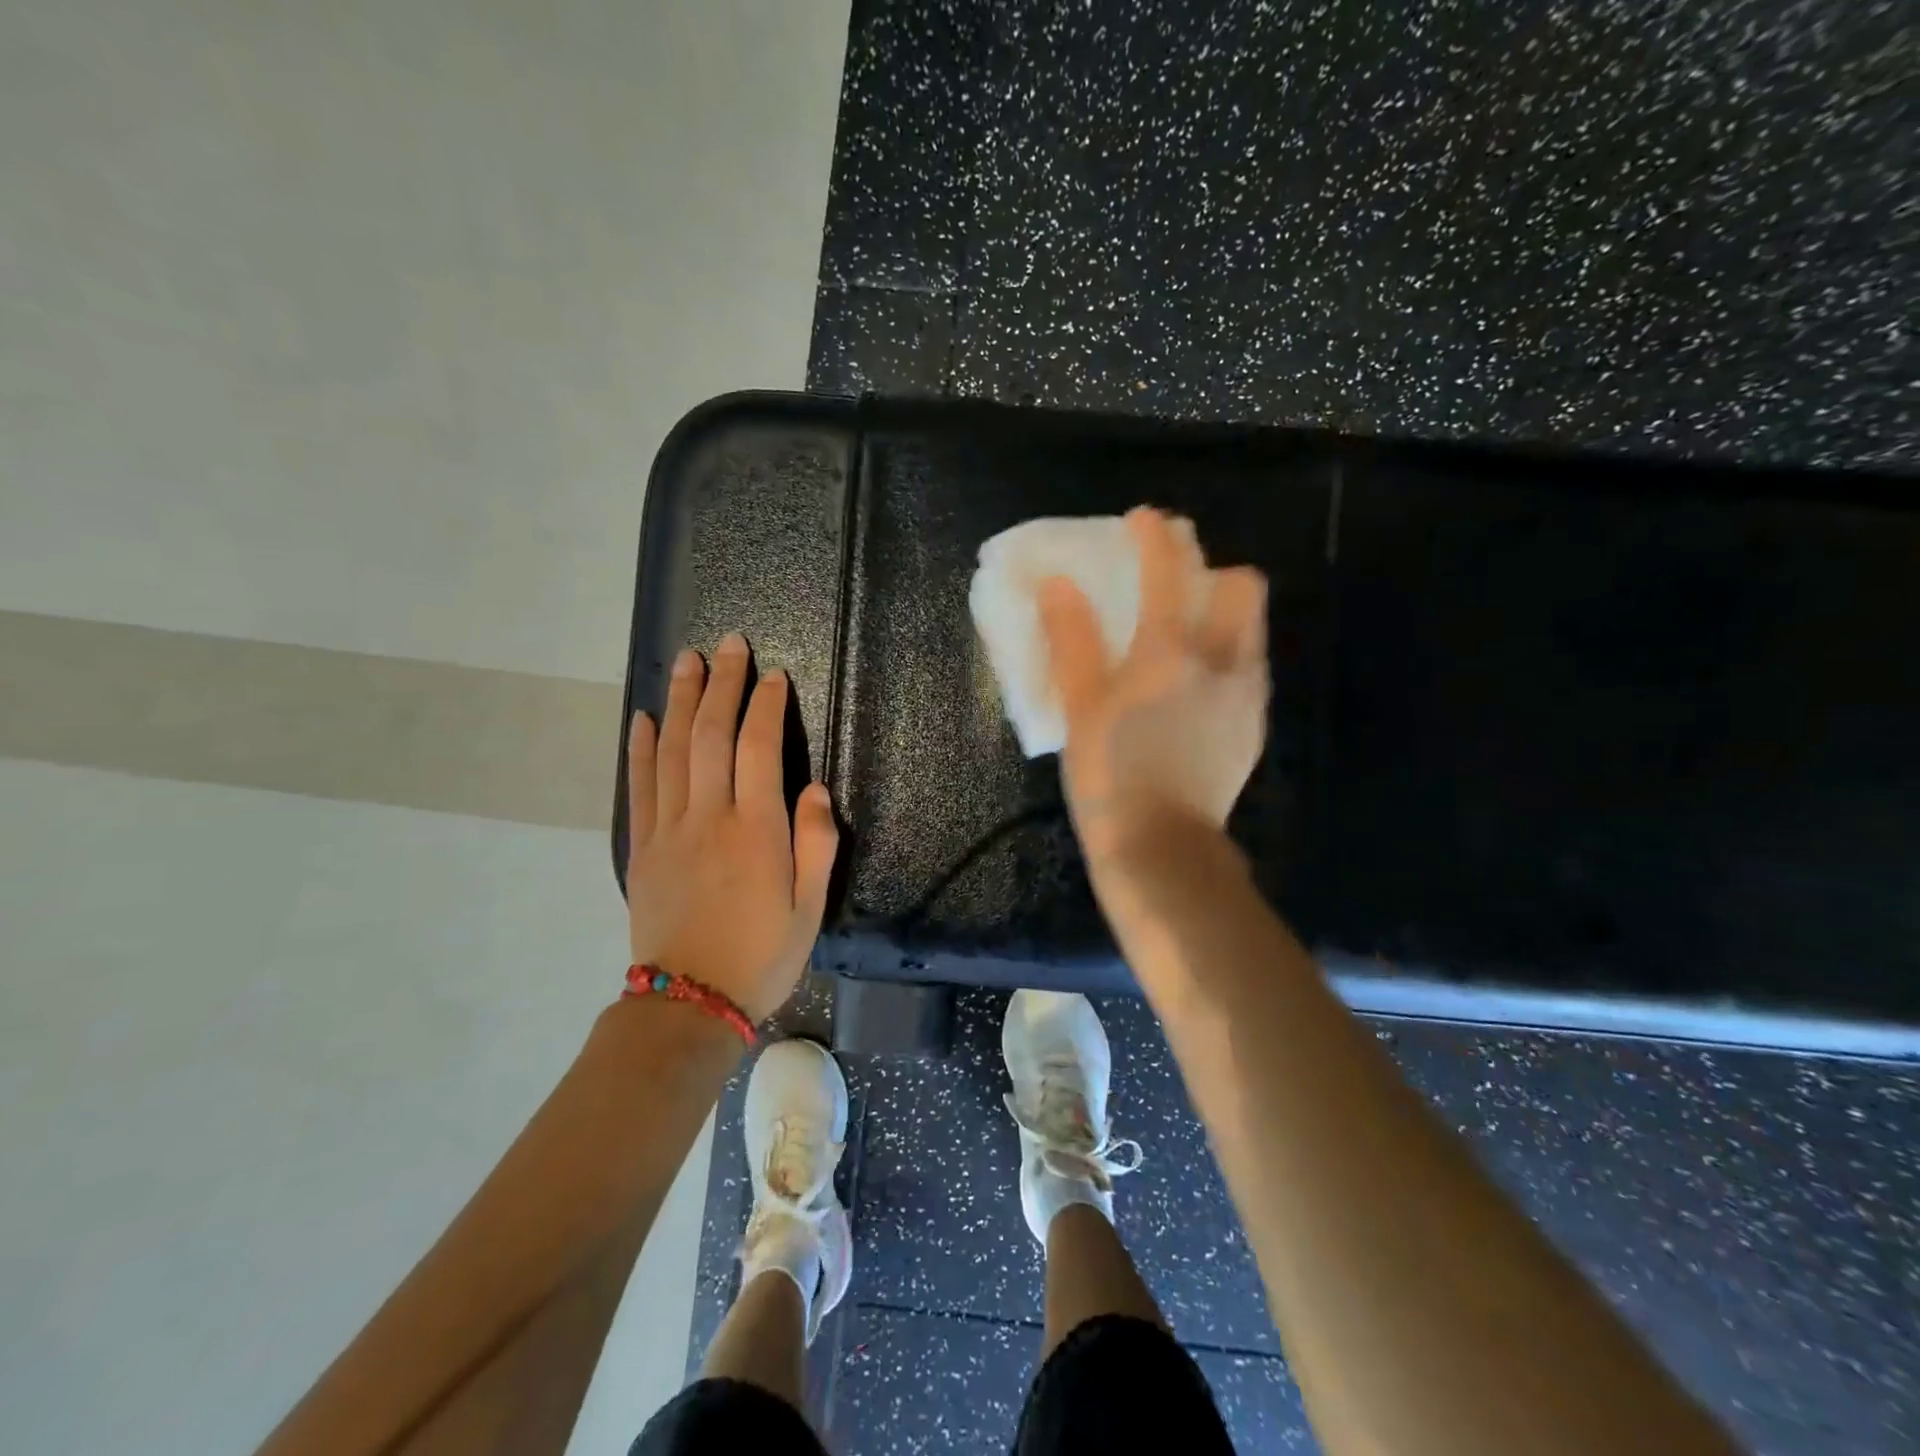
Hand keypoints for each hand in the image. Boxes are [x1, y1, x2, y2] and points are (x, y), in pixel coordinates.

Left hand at [625, 632, 839, 1021]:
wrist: (689, 1004)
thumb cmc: (762, 956)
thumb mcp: (810, 908)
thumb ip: (816, 844)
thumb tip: (814, 789)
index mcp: (756, 831)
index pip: (758, 749)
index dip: (765, 706)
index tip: (773, 676)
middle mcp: (708, 818)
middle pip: (711, 736)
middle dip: (721, 685)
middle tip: (728, 644)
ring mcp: (668, 830)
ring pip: (672, 751)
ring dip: (679, 701)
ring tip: (686, 661)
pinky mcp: (642, 848)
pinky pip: (639, 787)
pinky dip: (639, 748)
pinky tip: (642, 718)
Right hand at [1039, 506, 1268, 863]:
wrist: (1161, 846)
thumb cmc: (1109, 773)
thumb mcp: (1079, 705)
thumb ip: (1072, 639)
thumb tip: (1058, 584)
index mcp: (1170, 650)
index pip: (1169, 569)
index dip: (1155, 535)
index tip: (1142, 521)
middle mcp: (1222, 660)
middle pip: (1240, 586)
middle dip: (1212, 569)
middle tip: (1176, 583)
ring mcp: (1246, 694)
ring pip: (1251, 627)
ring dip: (1224, 612)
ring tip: (1187, 634)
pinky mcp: (1253, 726)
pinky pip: (1249, 669)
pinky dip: (1227, 656)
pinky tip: (1196, 687)